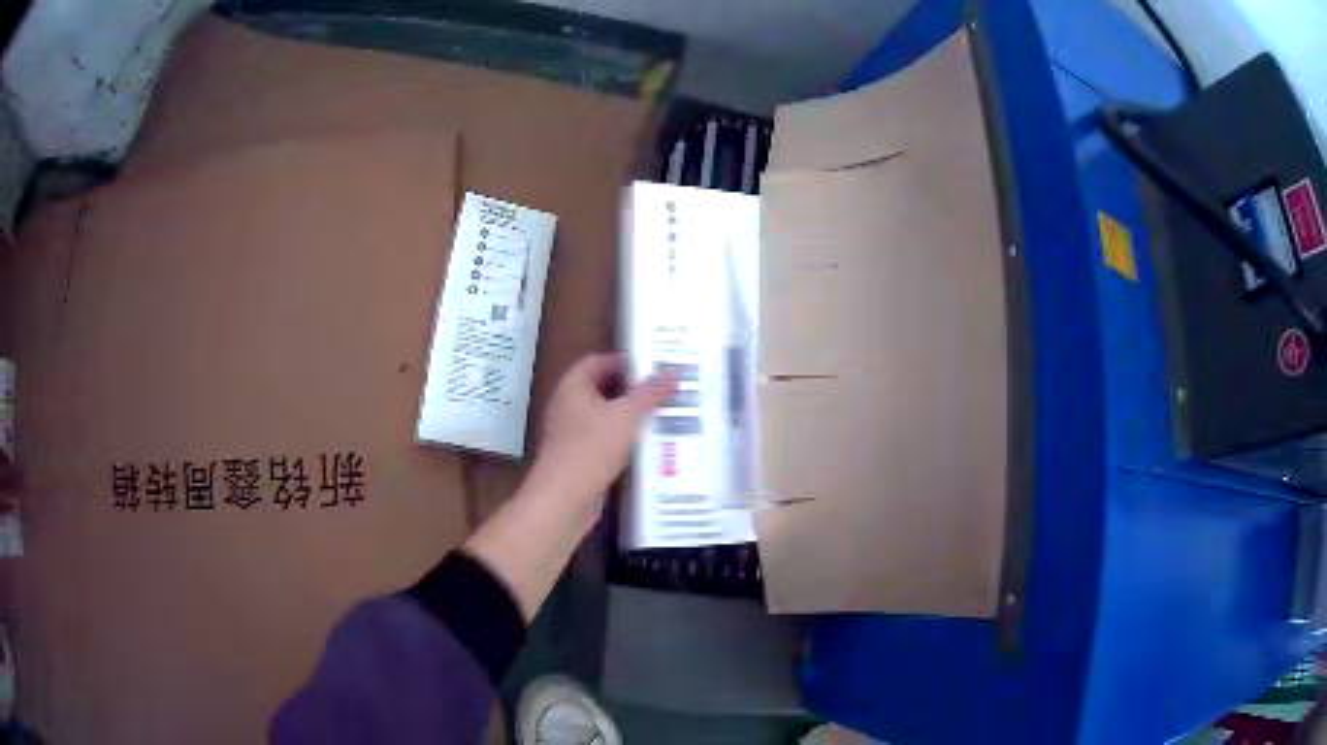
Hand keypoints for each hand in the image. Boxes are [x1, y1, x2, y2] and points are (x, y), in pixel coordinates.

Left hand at [527, 353, 674, 510]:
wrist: (565, 498)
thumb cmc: (592, 448)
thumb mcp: (627, 415)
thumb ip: (652, 392)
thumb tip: (674, 372)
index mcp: (573, 387)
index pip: (598, 361)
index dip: (625, 360)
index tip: (654, 365)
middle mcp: (568, 406)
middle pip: (603, 389)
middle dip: (633, 389)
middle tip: (665, 389)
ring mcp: (572, 434)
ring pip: (606, 417)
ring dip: (631, 417)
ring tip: (665, 415)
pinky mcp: (579, 458)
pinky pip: (605, 441)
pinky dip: (625, 441)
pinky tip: (650, 446)